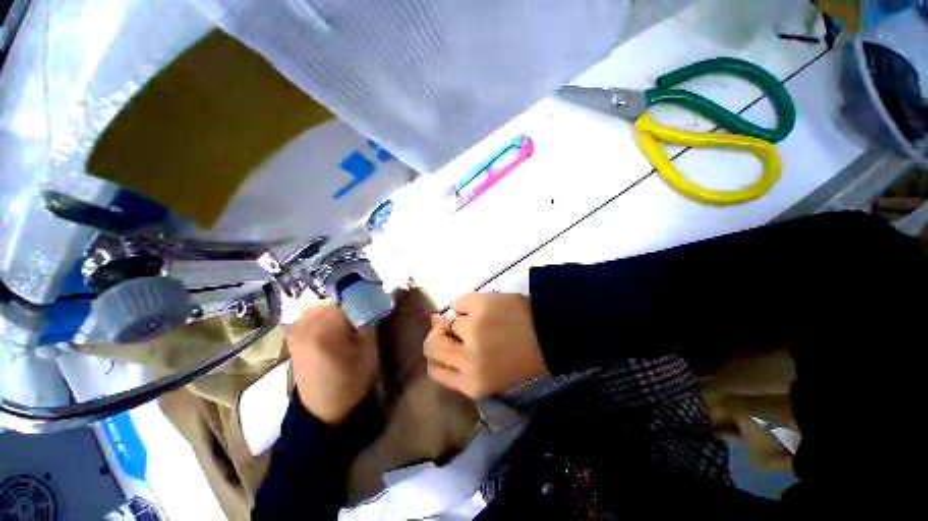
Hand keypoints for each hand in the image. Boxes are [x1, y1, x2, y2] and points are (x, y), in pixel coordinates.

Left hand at [288, 303, 378, 425]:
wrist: (322, 408)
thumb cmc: (351, 380)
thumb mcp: (369, 349)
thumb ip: (369, 320)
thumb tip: (373, 298)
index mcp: (325, 328)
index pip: (347, 296)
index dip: (363, 294)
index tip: (375, 296)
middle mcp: (305, 323)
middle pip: (333, 297)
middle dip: (350, 298)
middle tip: (364, 305)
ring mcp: (296, 328)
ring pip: (323, 303)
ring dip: (338, 305)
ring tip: (351, 314)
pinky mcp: (294, 334)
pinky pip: (313, 313)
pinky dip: (327, 312)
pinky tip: (336, 322)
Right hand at [424, 292, 547, 397]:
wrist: (552, 334)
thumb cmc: (523, 358)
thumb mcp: (491, 374)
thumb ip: (460, 361)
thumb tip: (437, 327)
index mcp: (471, 384)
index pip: (434, 369)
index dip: (436, 354)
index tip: (446, 343)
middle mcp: (467, 360)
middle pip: (431, 345)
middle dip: (439, 334)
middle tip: (454, 327)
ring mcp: (472, 330)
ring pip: (450, 320)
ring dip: (464, 318)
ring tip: (487, 319)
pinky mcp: (479, 305)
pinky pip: (459, 301)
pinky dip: (468, 302)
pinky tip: (486, 306)